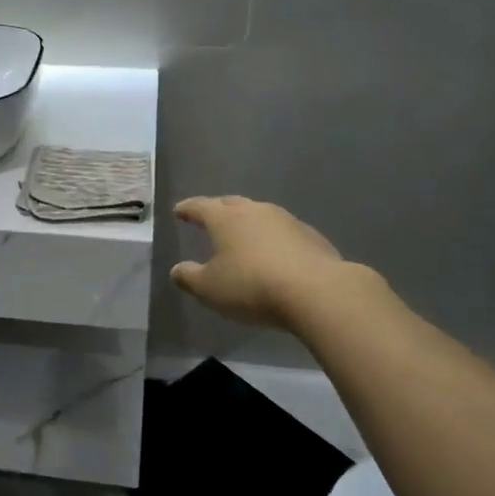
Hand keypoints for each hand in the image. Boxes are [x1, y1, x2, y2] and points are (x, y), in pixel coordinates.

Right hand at [170, 195, 363, 328]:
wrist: (317, 292)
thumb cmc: (252, 286)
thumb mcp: (209, 289)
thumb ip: (189, 277)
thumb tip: (177, 270)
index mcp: (225, 218)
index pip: (200, 206)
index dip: (187, 208)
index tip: (179, 210)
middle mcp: (254, 211)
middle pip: (231, 204)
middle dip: (218, 209)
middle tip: (210, 217)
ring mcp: (286, 220)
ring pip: (260, 214)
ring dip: (249, 222)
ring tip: (243, 235)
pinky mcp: (311, 236)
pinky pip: (284, 231)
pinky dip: (274, 238)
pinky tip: (276, 254)